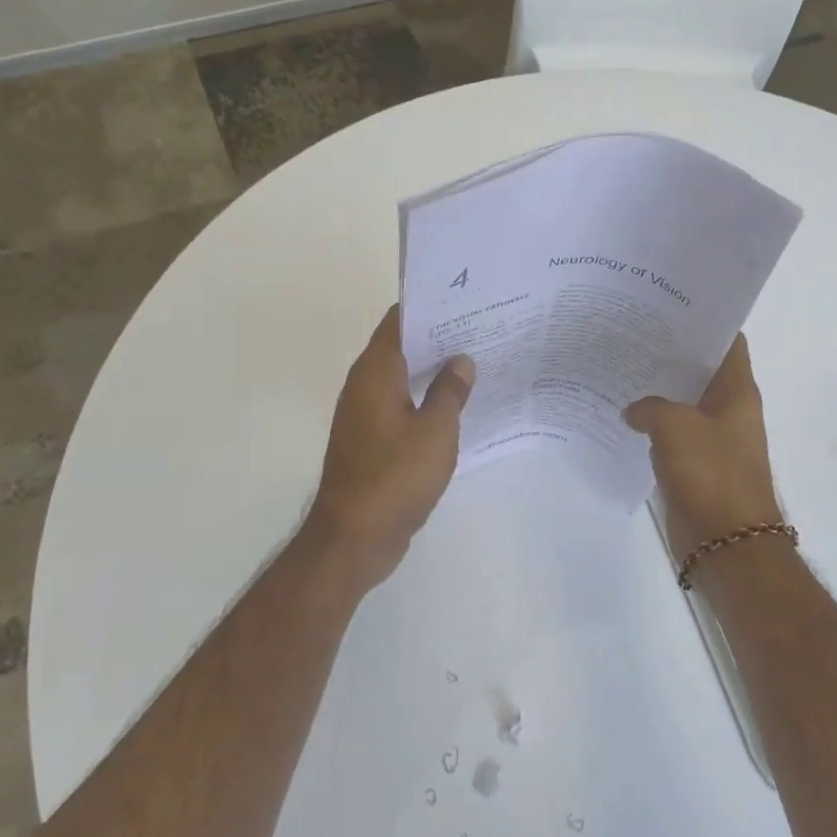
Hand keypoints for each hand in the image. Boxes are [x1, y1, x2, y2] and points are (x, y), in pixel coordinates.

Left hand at [308, 306, 474, 592]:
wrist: (354, 537)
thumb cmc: (395, 477)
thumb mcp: (436, 431)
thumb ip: (450, 391)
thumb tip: (461, 360)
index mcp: (375, 372)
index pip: (399, 320)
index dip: (430, 305)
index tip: (465, 299)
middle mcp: (364, 385)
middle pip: (402, 347)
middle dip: (438, 337)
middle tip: (482, 328)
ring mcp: (365, 414)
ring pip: (402, 378)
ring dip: (433, 370)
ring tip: (477, 362)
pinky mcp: (371, 440)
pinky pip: (401, 406)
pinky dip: (425, 399)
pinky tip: (457, 405)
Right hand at [624, 335, 782, 552]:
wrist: (726, 542)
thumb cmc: (710, 474)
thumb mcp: (675, 426)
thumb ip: (649, 406)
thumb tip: (633, 410)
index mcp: (737, 392)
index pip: (727, 341)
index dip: (703, 320)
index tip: (668, 306)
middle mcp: (729, 410)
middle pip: (700, 370)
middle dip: (670, 353)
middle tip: (631, 333)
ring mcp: (714, 439)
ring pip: (683, 403)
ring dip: (658, 390)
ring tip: (621, 367)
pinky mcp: (696, 464)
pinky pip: (672, 434)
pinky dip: (652, 424)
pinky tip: (623, 414)